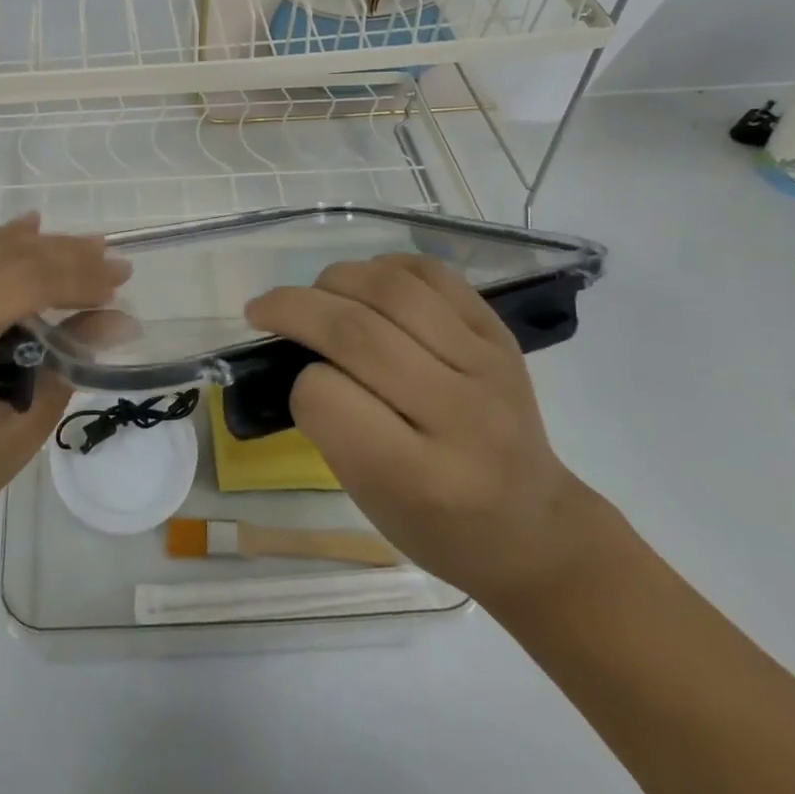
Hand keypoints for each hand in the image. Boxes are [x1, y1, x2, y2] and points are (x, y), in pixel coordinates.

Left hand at [0, 214, 129, 545]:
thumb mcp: (25, 423)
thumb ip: (71, 362)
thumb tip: (122, 320)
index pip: (23, 283)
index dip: (75, 277)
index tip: (118, 283)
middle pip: (5, 256)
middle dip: (63, 253)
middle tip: (110, 257)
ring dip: (34, 244)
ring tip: (81, 244)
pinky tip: (24, 235)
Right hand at [245, 253, 599, 605]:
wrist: (533, 527)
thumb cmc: (436, 525)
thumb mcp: (368, 497)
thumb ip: (330, 423)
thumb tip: (300, 346)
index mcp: (421, 477)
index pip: (327, 398)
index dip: (297, 381)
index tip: (294, 382)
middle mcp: (462, 416)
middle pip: (357, 333)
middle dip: (293, 308)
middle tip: (261, 309)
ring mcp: (488, 366)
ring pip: (392, 290)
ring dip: (335, 279)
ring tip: (315, 294)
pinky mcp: (500, 335)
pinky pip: (432, 275)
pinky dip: (384, 267)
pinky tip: (365, 283)